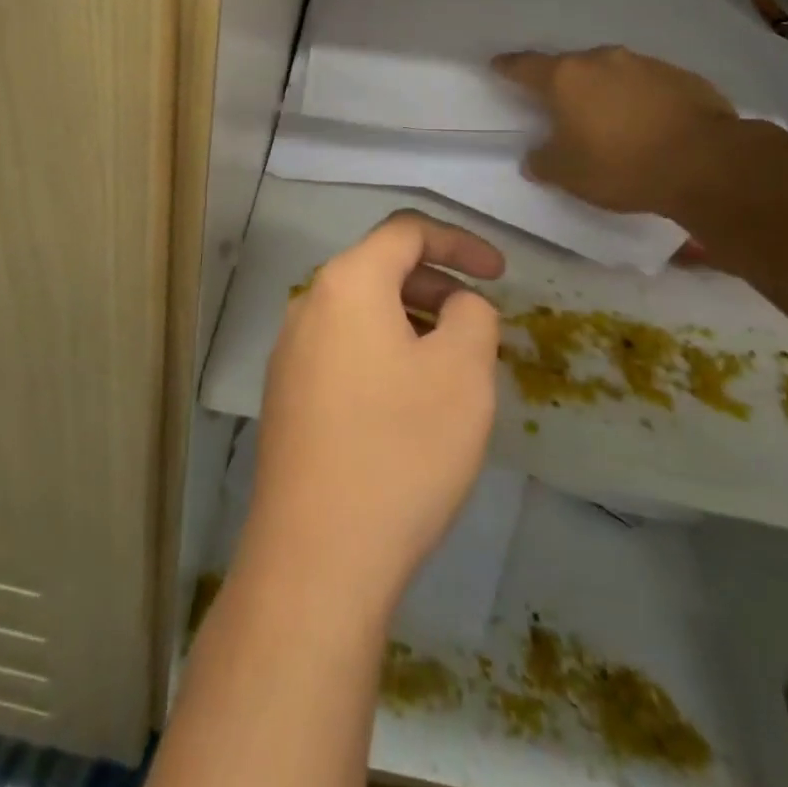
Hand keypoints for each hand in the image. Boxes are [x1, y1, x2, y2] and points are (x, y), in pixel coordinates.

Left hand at [242, 210, 505, 615]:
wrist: (317, 555)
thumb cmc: (400, 449)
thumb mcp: (462, 374)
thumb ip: (473, 315)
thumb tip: (457, 305)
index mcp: (347, 282)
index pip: (406, 231)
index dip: (460, 242)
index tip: (501, 273)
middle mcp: (309, 304)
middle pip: (380, 268)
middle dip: (437, 285)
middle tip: (478, 324)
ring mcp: (290, 351)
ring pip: (362, 312)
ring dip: (411, 322)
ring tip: (450, 368)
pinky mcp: (286, 395)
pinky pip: (344, 349)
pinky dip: (383, 352)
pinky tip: (407, 402)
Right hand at [493, 46, 736, 216]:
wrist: (707, 163)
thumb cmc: (622, 165)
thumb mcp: (569, 174)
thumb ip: (544, 162)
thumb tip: (535, 158)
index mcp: (566, 78)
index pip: (525, 66)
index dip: (508, 67)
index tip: (498, 65)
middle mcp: (602, 60)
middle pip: (571, 67)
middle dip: (563, 84)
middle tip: (560, 107)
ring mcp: (645, 64)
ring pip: (612, 73)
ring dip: (605, 91)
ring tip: (609, 120)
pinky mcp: (682, 77)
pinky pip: (648, 85)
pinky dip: (640, 99)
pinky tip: (648, 125)